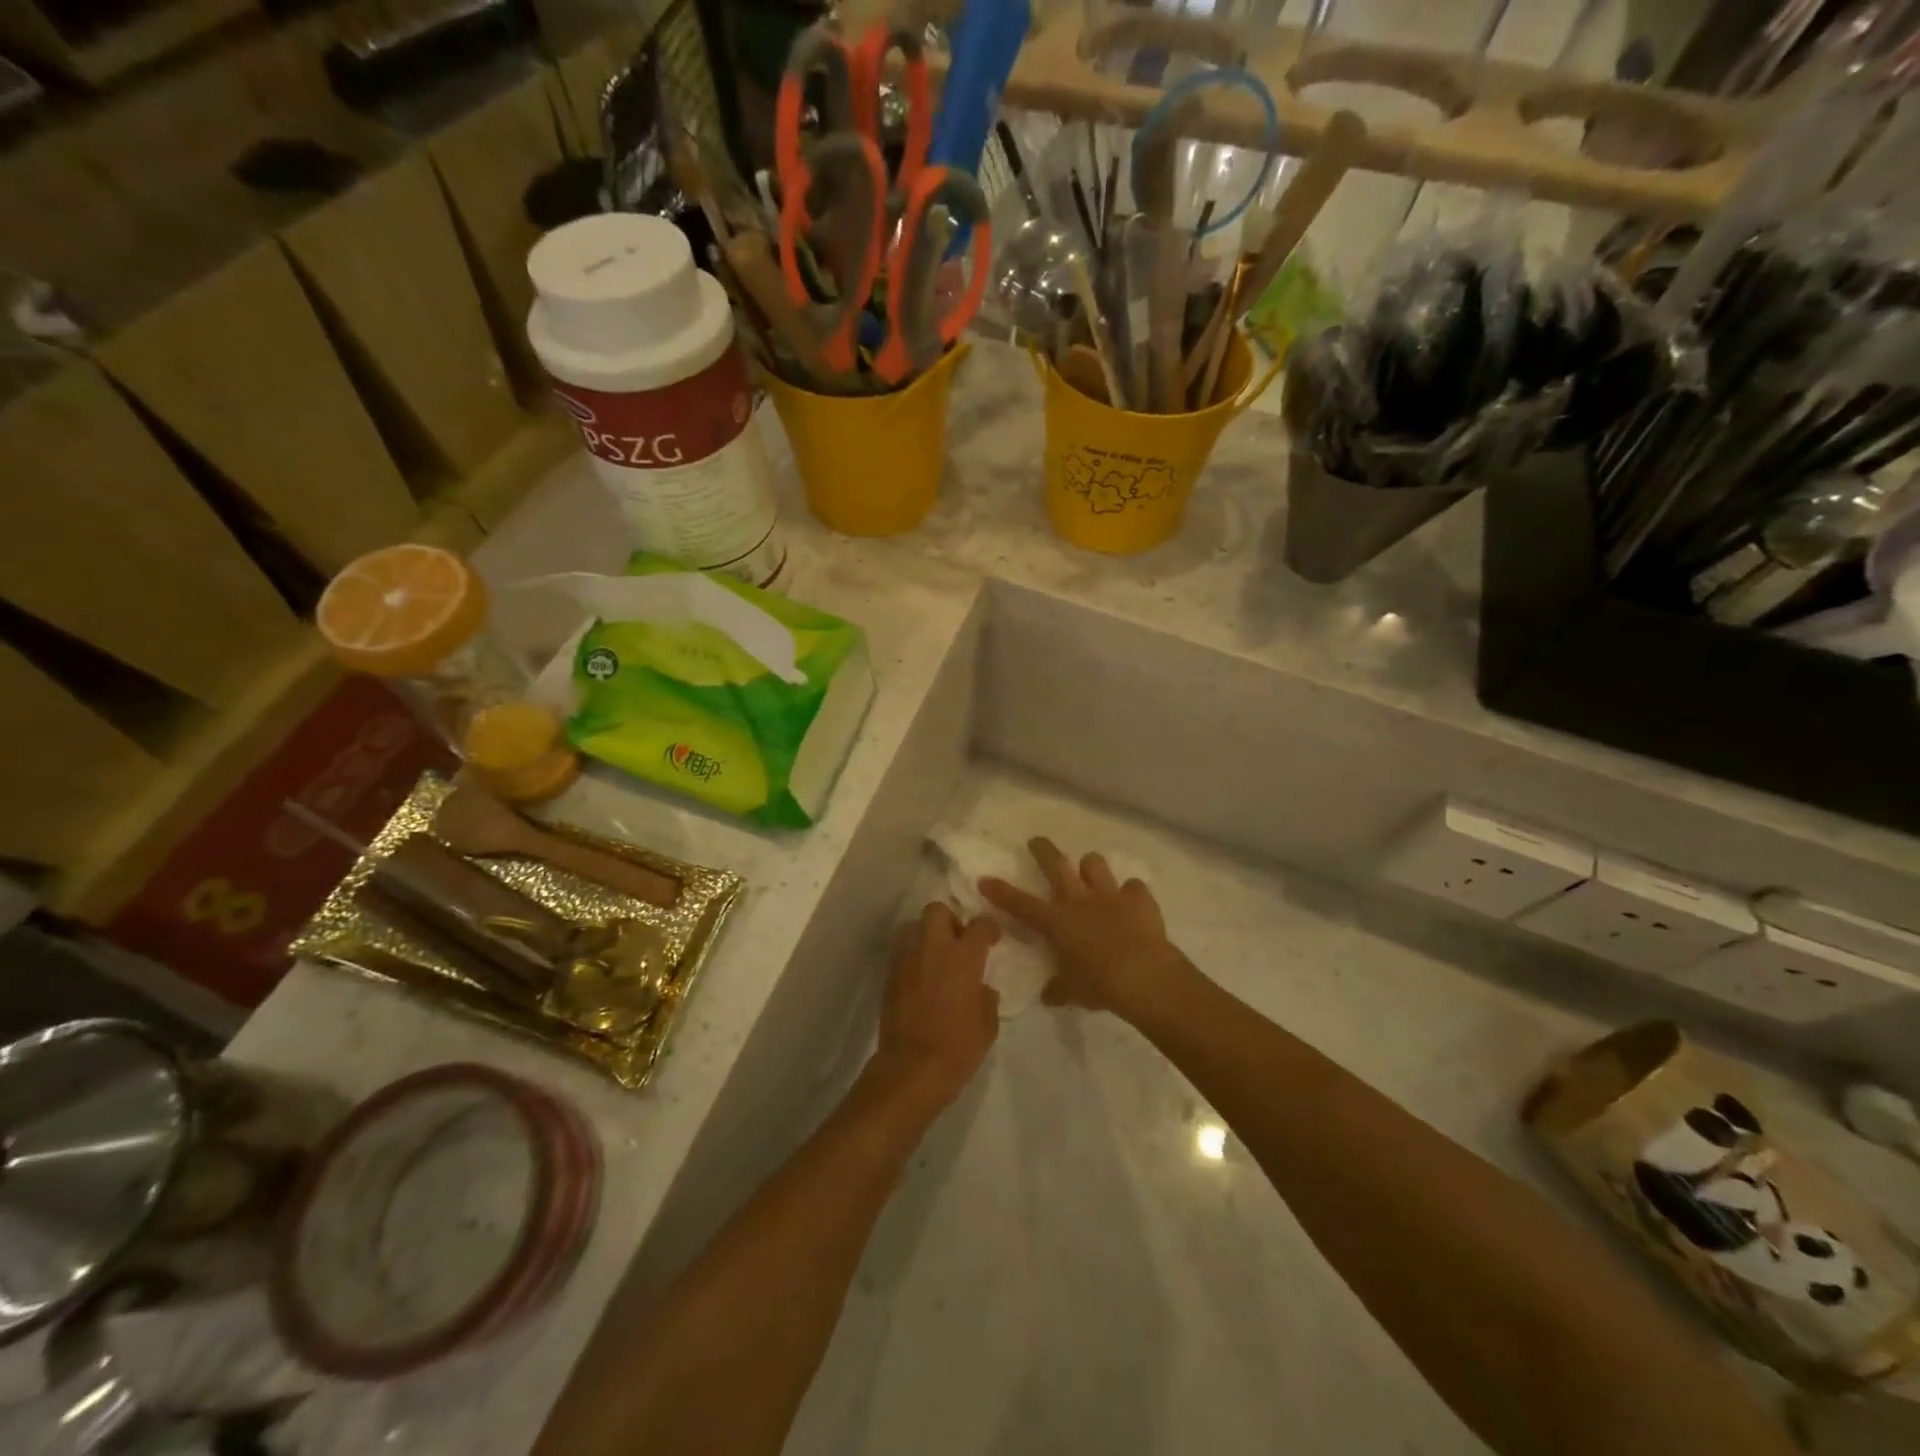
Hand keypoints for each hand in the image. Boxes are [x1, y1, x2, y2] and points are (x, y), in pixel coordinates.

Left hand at [869, 901, 1000, 1111]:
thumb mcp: (987, 1024)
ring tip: (935, 957)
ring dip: (926, 935)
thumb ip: (986, 997)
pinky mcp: (890, 975)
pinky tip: (920, 976)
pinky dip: (912, 956)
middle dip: (949, 919)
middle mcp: (933, 948)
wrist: (912, 1068)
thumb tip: (982, 987)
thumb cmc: (958, 1046)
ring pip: (913, 926)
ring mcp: (907, 959)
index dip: (988, 928)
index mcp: (963, 957)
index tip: (991, 939)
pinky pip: (902, 951)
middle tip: (958, 941)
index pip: (979, 924)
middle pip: (937, 910)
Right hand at [980, 838, 1189, 1018]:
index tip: (986, 879)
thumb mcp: (1073, 992)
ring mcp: (1110, 895)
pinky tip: (1133, 902)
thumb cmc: (1100, 985)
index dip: (1001, 892)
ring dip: (1090, 867)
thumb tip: (1049, 997)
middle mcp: (1079, 900)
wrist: (1144, 975)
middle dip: (1043, 850)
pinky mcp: (1139, 898)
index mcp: (1057, 922)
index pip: (1020, 904)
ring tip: (1090, 873)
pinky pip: (1134, 887)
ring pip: (1094, 863)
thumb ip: (1059, 989)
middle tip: (1036, 841)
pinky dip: (1131, 893)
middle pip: (1056, 864)